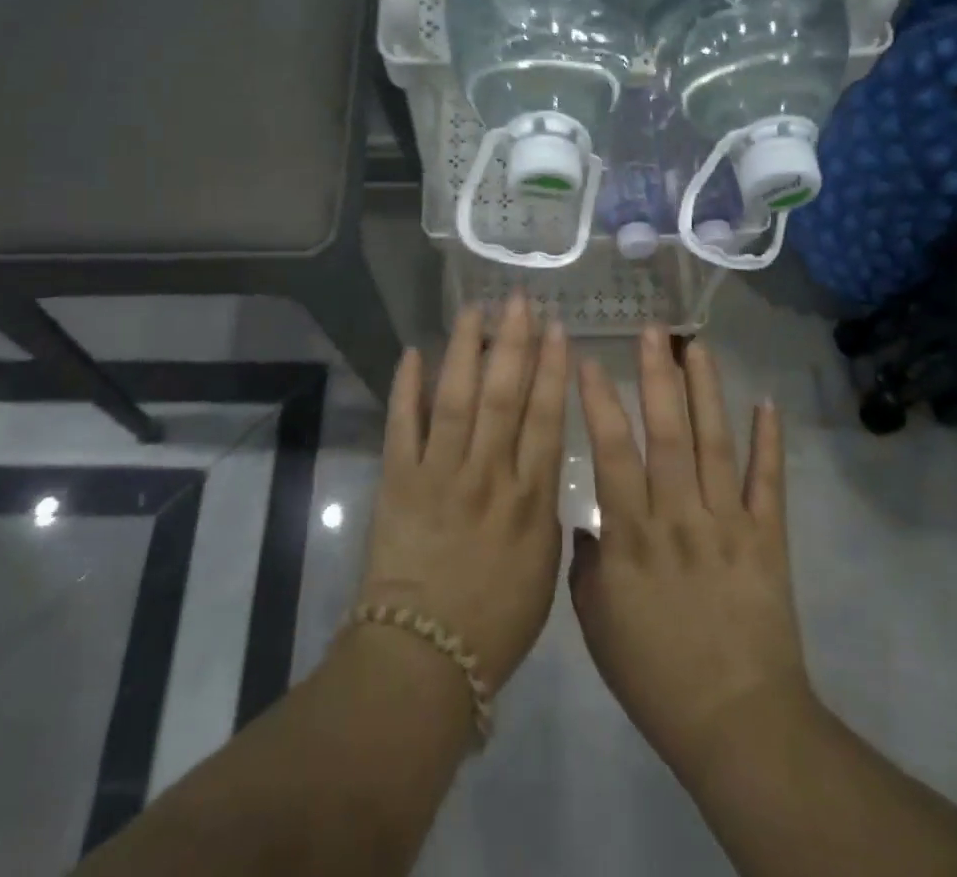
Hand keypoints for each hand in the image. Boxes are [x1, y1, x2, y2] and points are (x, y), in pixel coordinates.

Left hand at [356, 294, 568, 691]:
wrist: (424, 658)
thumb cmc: (496, 620)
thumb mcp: (543, 568)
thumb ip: (545, 508)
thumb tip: (541, 460)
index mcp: (529, 498)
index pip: (544, 417)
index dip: (551, 369)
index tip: (557, 329)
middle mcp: (487, 474)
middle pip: (503, 396)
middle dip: (513, 343)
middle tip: (520, 300)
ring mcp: (440, 473)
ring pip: (456, 398)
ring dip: (466, 351)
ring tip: (475, 310)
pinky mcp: (399, 481)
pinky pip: (403, 426)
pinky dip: (407, 388)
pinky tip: (412, 352)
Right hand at [571, 330, 810, 779]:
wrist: (737, 725)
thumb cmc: (655, 677)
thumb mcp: (597, 625)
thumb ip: (587, 565)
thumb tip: (590, 523)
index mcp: (632, 535)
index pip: (611, 452)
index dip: (599, 402)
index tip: (589, 360)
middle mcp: (679, 515)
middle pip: (667, 433)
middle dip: (658, 376)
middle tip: (652, 329)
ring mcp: (728, 523)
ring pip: (715, 443)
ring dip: (707, 391)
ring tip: (698, 345)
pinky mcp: (769, 538)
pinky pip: (770, 482)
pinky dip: (771, 442)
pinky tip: (767, 402)